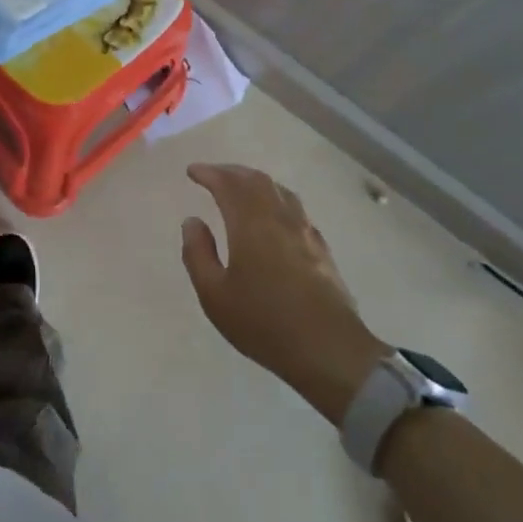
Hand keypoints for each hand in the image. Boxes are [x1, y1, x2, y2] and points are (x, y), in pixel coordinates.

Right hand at [181, 163, 390, 422]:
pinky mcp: (321, 249)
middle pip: (256, 180)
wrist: (330, 350)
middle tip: (214, 174)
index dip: (209, 173)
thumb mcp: (215, 295)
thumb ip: (198, 254)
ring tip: (242, 187)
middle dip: (232, 172)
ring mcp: (305, 231)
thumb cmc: (264, 323)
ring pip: (280, 191)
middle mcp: (279, 218)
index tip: (193, 171)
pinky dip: (276, 199)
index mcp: (250, 224)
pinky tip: (275, 216)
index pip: (228, 185)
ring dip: (256, 182)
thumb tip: (192, 221)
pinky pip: (295, 208)